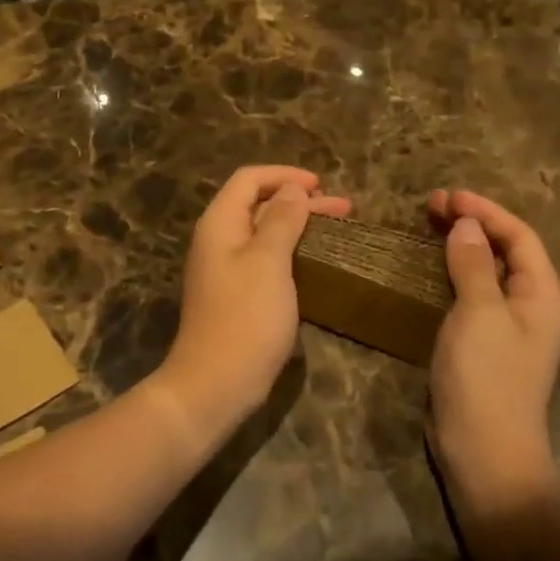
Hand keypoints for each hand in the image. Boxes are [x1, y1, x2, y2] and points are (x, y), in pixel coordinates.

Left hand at [162, 165, 351, 432]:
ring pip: (266, 233)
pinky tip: (318, 260)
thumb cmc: (245, 317)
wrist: (216, 384)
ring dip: (300, 226)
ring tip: (339, 228)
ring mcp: (227, 270)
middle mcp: (219, 240)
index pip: (249, 180)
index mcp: (220, 224)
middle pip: (260, 205)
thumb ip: (282, 220)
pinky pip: (266, 260)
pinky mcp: (238, 295)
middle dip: (300, 201)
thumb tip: (292, 190)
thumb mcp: (269, 261)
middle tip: (344, 209)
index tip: (321, 185)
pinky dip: (292, 252)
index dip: (284, 176)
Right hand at [427, 189, 559, 503]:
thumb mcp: (480, 313)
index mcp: (541, 295)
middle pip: (504, 250)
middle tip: (431, 205)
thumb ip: (473, 264)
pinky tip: (430, 266)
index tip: (449, 196)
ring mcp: (506, 326)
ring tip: (428, 224)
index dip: (486, 210)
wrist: (485, 451)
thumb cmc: (487, 377)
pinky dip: (452, 271)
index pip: (520, 236)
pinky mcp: (482, 343)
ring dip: (460, 244)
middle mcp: (530, 305)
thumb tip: (467, 224)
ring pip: (485, 270)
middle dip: (472, 223)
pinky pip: (471, 293)